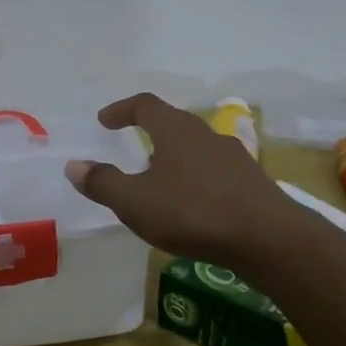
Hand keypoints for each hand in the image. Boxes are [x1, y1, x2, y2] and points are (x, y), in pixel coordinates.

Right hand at [64, 93, 304, 267]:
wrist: (270, 240)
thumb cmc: (193, 212)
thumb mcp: (135, 201)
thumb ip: (103, 183)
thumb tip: (74, 165)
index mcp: (175, 130)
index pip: (144, 105)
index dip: (121, 109)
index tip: (104, 120)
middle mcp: (205, 135)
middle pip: (173, 123)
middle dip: (149, 133)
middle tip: (130, 146)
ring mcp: (233, 157)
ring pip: (195, 147)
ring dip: (173, 157)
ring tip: (158, 180)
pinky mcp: (251, 183)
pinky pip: (213, 170)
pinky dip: (194, 178)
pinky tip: (190, 204)